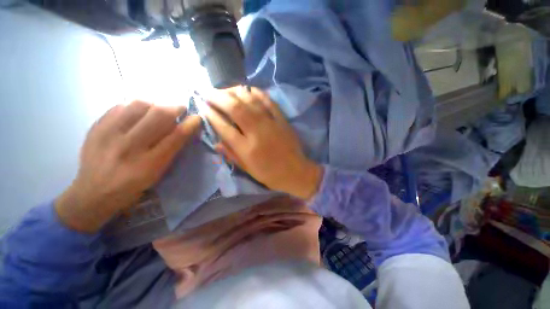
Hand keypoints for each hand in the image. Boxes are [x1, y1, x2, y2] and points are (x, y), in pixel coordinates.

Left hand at [55, 101, 201, 232]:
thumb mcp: (157, 174)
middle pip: (158, 115)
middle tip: (179, 109)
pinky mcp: (95, 127)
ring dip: (154, 105)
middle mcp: (129, 147)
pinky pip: (120, 106)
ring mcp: (108, 134)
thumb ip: (171, 150)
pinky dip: (134, 107)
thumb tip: (183, 128)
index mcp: (148, 164)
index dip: (189, 124)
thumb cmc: (132, 187)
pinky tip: (137, 114)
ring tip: (157, 111)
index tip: (196, 117)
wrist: (92, 193)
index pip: (175, 137)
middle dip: (174, 108)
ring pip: (138, 105)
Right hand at [205, 86, 321, 199]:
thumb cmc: (270, 174)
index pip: (224, 127)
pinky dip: (257, 92)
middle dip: (218, 97)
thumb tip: (216, 142)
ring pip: (250, 100)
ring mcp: (271, 123)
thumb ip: (231, 155)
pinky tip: (248, 89)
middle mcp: (257, 133)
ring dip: (234, 92)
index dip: (211, 115)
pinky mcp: (282, 119)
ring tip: (225, 90)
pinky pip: (268, 101)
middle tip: (208, 92)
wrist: (296, 172)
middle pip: (235, 108)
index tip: (203, 107)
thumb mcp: (248, 170)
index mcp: (247, 149)